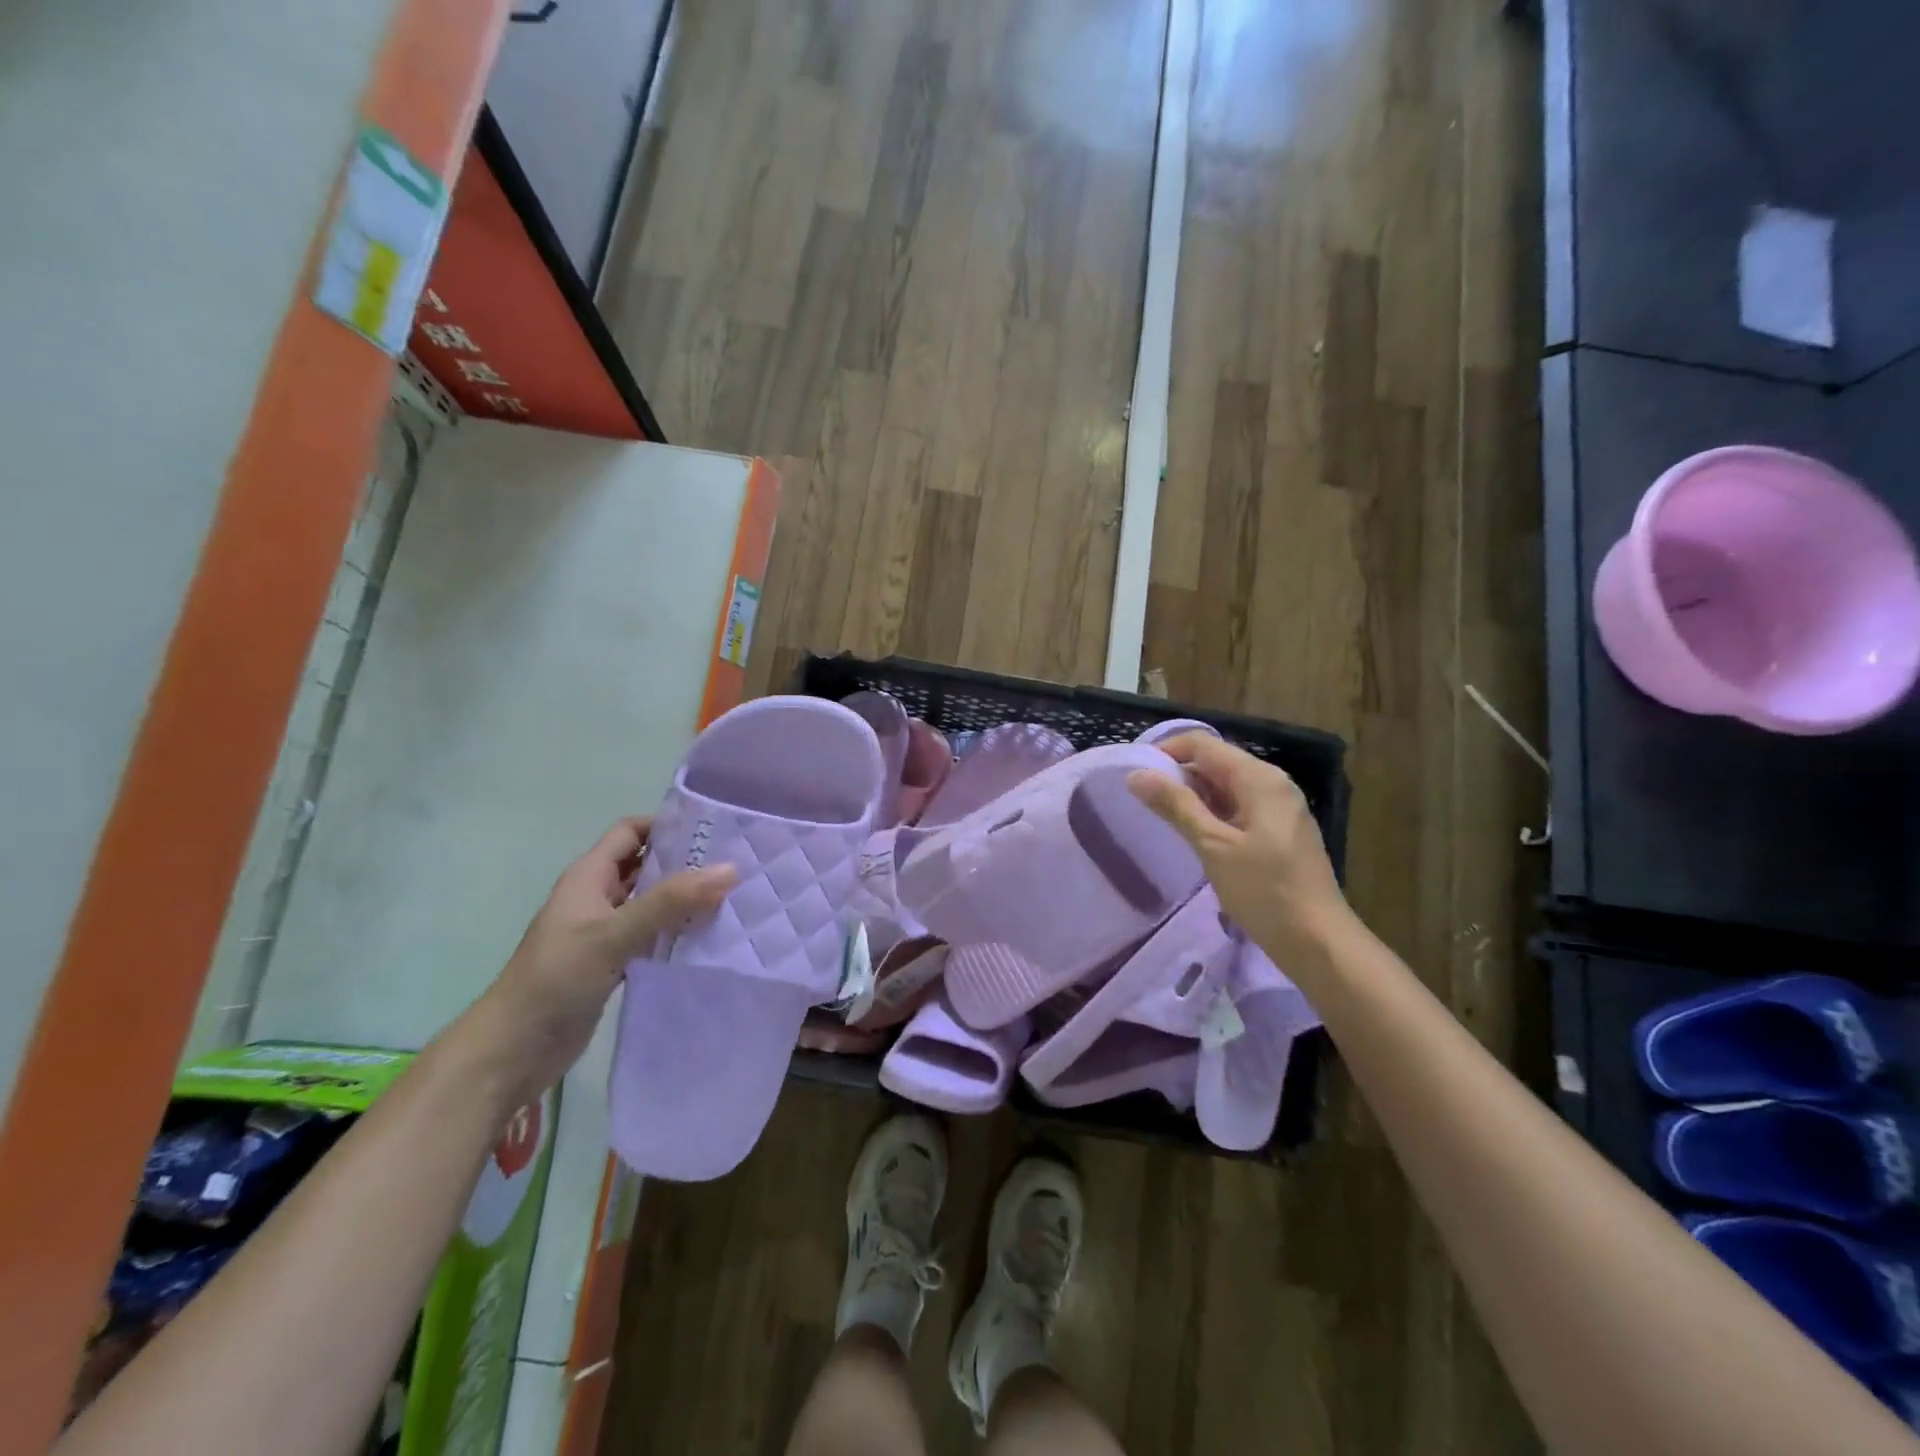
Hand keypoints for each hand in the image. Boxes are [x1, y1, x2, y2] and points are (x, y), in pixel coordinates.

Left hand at [462, 818, 735, 1104]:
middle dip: (685, 863)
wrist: (512, 1052)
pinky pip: (652, 936)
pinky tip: (708, 938)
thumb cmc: (556, 980)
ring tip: (733, 898)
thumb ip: (670, 901)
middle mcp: (597, 897)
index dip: (667, 825)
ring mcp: (604, 932)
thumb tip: (730, 869)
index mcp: (588, 877)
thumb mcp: (613, 934)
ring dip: (685, 900)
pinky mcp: (612, 963)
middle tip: (735, 864)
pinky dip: (677, 932)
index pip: (631, 832)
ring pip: (652, 902)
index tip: (714, 830)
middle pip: (645, 865)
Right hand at [1128, 733, 1350, 969]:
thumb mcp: (1213, 846)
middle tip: (1141, 800)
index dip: (1166, 751)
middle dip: (1177, 774)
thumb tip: (1137, 775)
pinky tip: (1192, 835)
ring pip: (1225, 786)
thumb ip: (1176, 806)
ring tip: (1159, 817)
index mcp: (1259, 778)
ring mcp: (1278, 808)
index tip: (1134, 775)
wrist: (1318, 942)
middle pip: (1215, 762)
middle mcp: (1272, 783)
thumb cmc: (1264, 891)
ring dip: (1192, 796)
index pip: (1202, 745)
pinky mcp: (1278, 831)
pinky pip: (1237, 807)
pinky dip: (1211, 813)